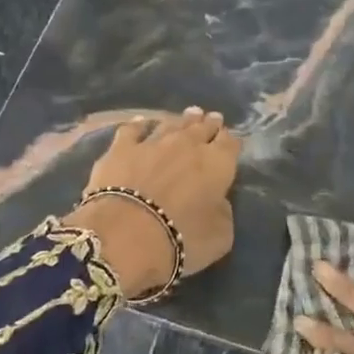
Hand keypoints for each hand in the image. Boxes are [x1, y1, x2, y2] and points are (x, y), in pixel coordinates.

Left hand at [66, 107, 238, 295]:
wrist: (125, 235)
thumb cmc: (181, 239)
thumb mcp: (220, 237)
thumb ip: (223, 213)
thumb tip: (219, 201)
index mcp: (217, 164)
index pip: (230, 143)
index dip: (231, 142)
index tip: (231, 142)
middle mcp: (188, 144)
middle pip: (203, 127)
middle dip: (209, 123)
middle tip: (212, 118)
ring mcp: (153, 142)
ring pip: (172, 123)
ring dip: (182, 119)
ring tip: (189, 114)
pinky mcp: (121, 148)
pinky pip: (133, 129)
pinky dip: (140, 125)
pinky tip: (141, 122)